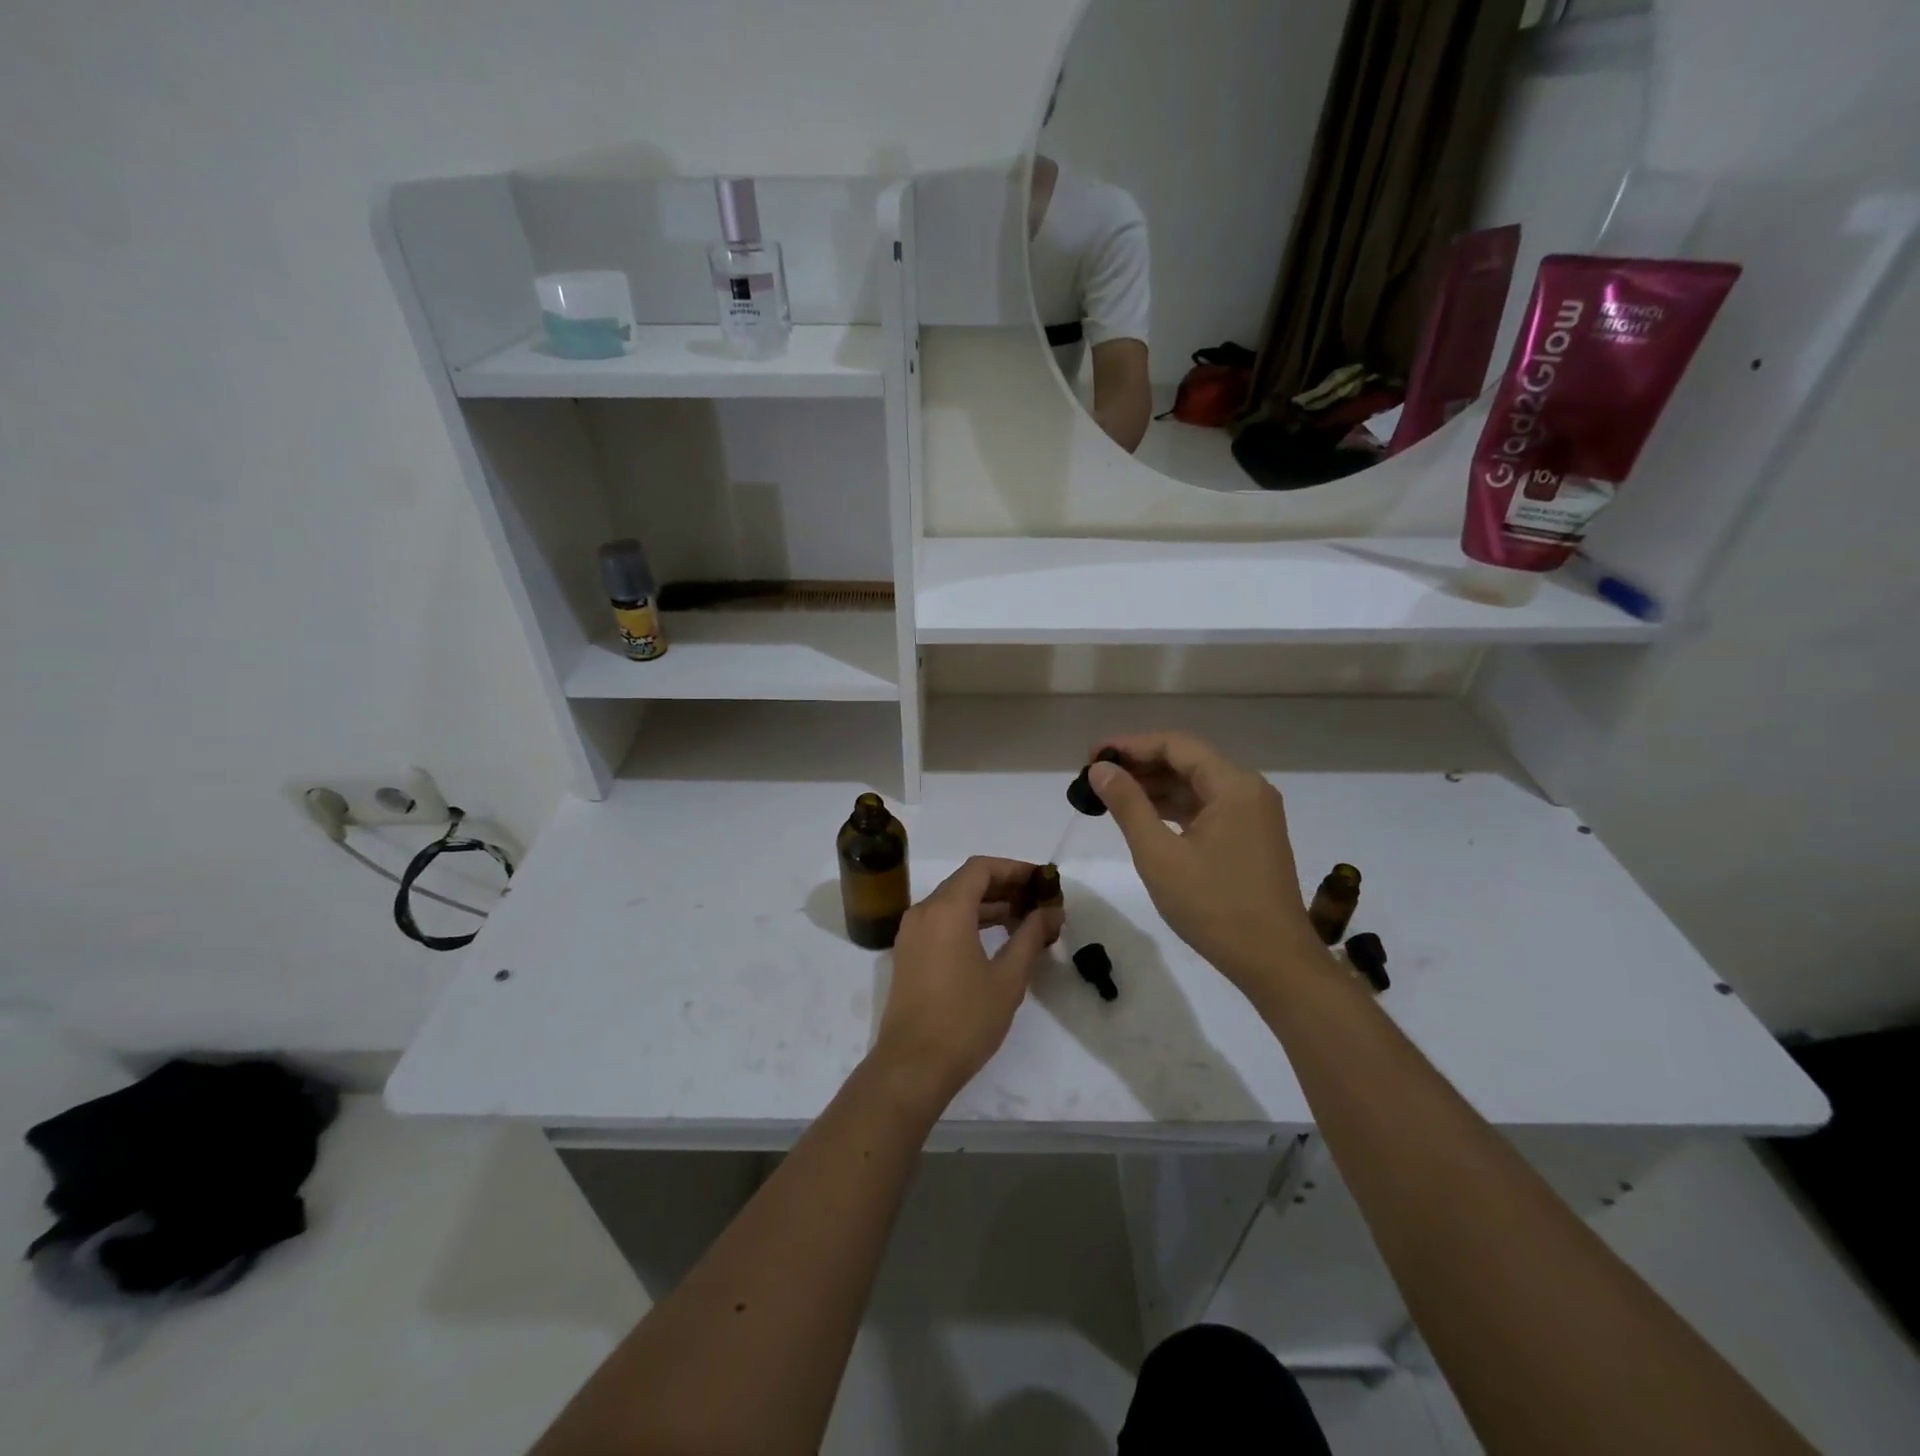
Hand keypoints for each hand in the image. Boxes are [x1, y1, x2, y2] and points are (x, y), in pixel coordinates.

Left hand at [871, 857, 1063, 1108]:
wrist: (912, 1066)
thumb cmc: (965, 1020)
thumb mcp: (1008, 978)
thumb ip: (1030, 937)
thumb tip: (1052, 912)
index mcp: (946, 909)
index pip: (981, 868)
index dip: (1014, 869)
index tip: (1041, 881)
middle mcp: (924, 912)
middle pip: (966, 882)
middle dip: (1004, 886)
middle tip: (1038, 900)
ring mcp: (912, 933)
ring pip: (952, 902)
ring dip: (987, 904)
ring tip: (1023, 919)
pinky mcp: (908, 953)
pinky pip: (941, 921)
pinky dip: (968, 920)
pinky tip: (995, 939)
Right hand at [1089, 732, 1323, 988]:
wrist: (1274, 962)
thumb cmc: (1214, 907)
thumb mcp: (1159, 855)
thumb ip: (1128, 805)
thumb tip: (1100, 769)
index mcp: (1233, 785)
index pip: (1175, 745)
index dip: (1130, 745)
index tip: (1091, 757)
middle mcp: (1247, 789)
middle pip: (1187, 760)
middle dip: (1140, 765)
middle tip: (1095, 777)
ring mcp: (1252, 814)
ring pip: (1195, 785)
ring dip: (1154, 787)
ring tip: (1109, 796)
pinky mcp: (1249, 836)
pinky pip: (1205, 808)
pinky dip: (1173, 808)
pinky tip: (1142, 817)